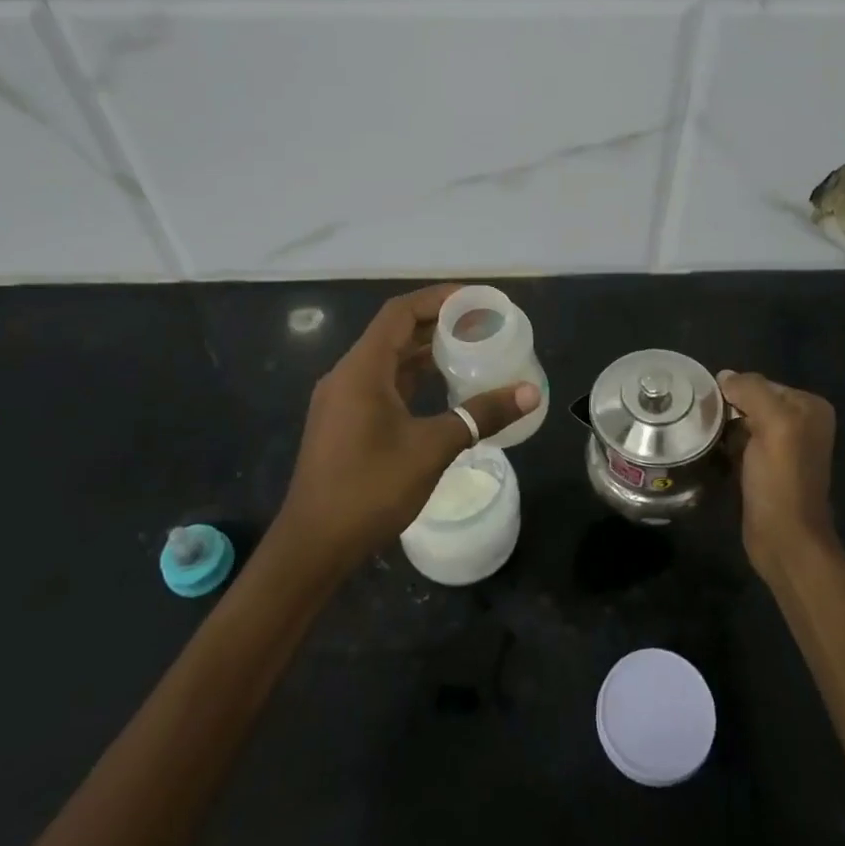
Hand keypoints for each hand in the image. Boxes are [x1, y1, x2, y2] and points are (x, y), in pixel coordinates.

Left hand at [275, 285, 539, 570]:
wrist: (314, 546)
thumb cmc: (370, 489)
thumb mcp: (432, 448)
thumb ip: (481, 416)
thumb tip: (530, 393)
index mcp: (361, 370)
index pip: (400, 313)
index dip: (437, 299)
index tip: (475, 299)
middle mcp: (347, 376)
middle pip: (394, 333)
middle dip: (437, 324)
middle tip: (481, 324)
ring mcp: (342, 401)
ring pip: (388, 361)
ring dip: (425, 352)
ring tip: (469, 349)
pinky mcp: (344, 423)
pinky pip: (382, 385)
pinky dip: (412, 379)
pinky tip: (442, 389)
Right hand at [718, 370, 838, 577]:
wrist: (785, 539)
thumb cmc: (782, 479)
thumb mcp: (773, 424)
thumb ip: (751, 391)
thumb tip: (724, 376)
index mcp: (810, 408)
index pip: (762, 383)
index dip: (735, 391)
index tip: (709, 404)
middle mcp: (802, 423)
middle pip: (753, 402)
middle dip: (728, 408)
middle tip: (699, 418)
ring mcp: (784, 448)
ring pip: (744, 423)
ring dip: (723, 427)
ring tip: (700, 433)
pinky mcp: (767, 469)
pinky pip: (741, 444)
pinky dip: (726, 445)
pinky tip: (710, 451)